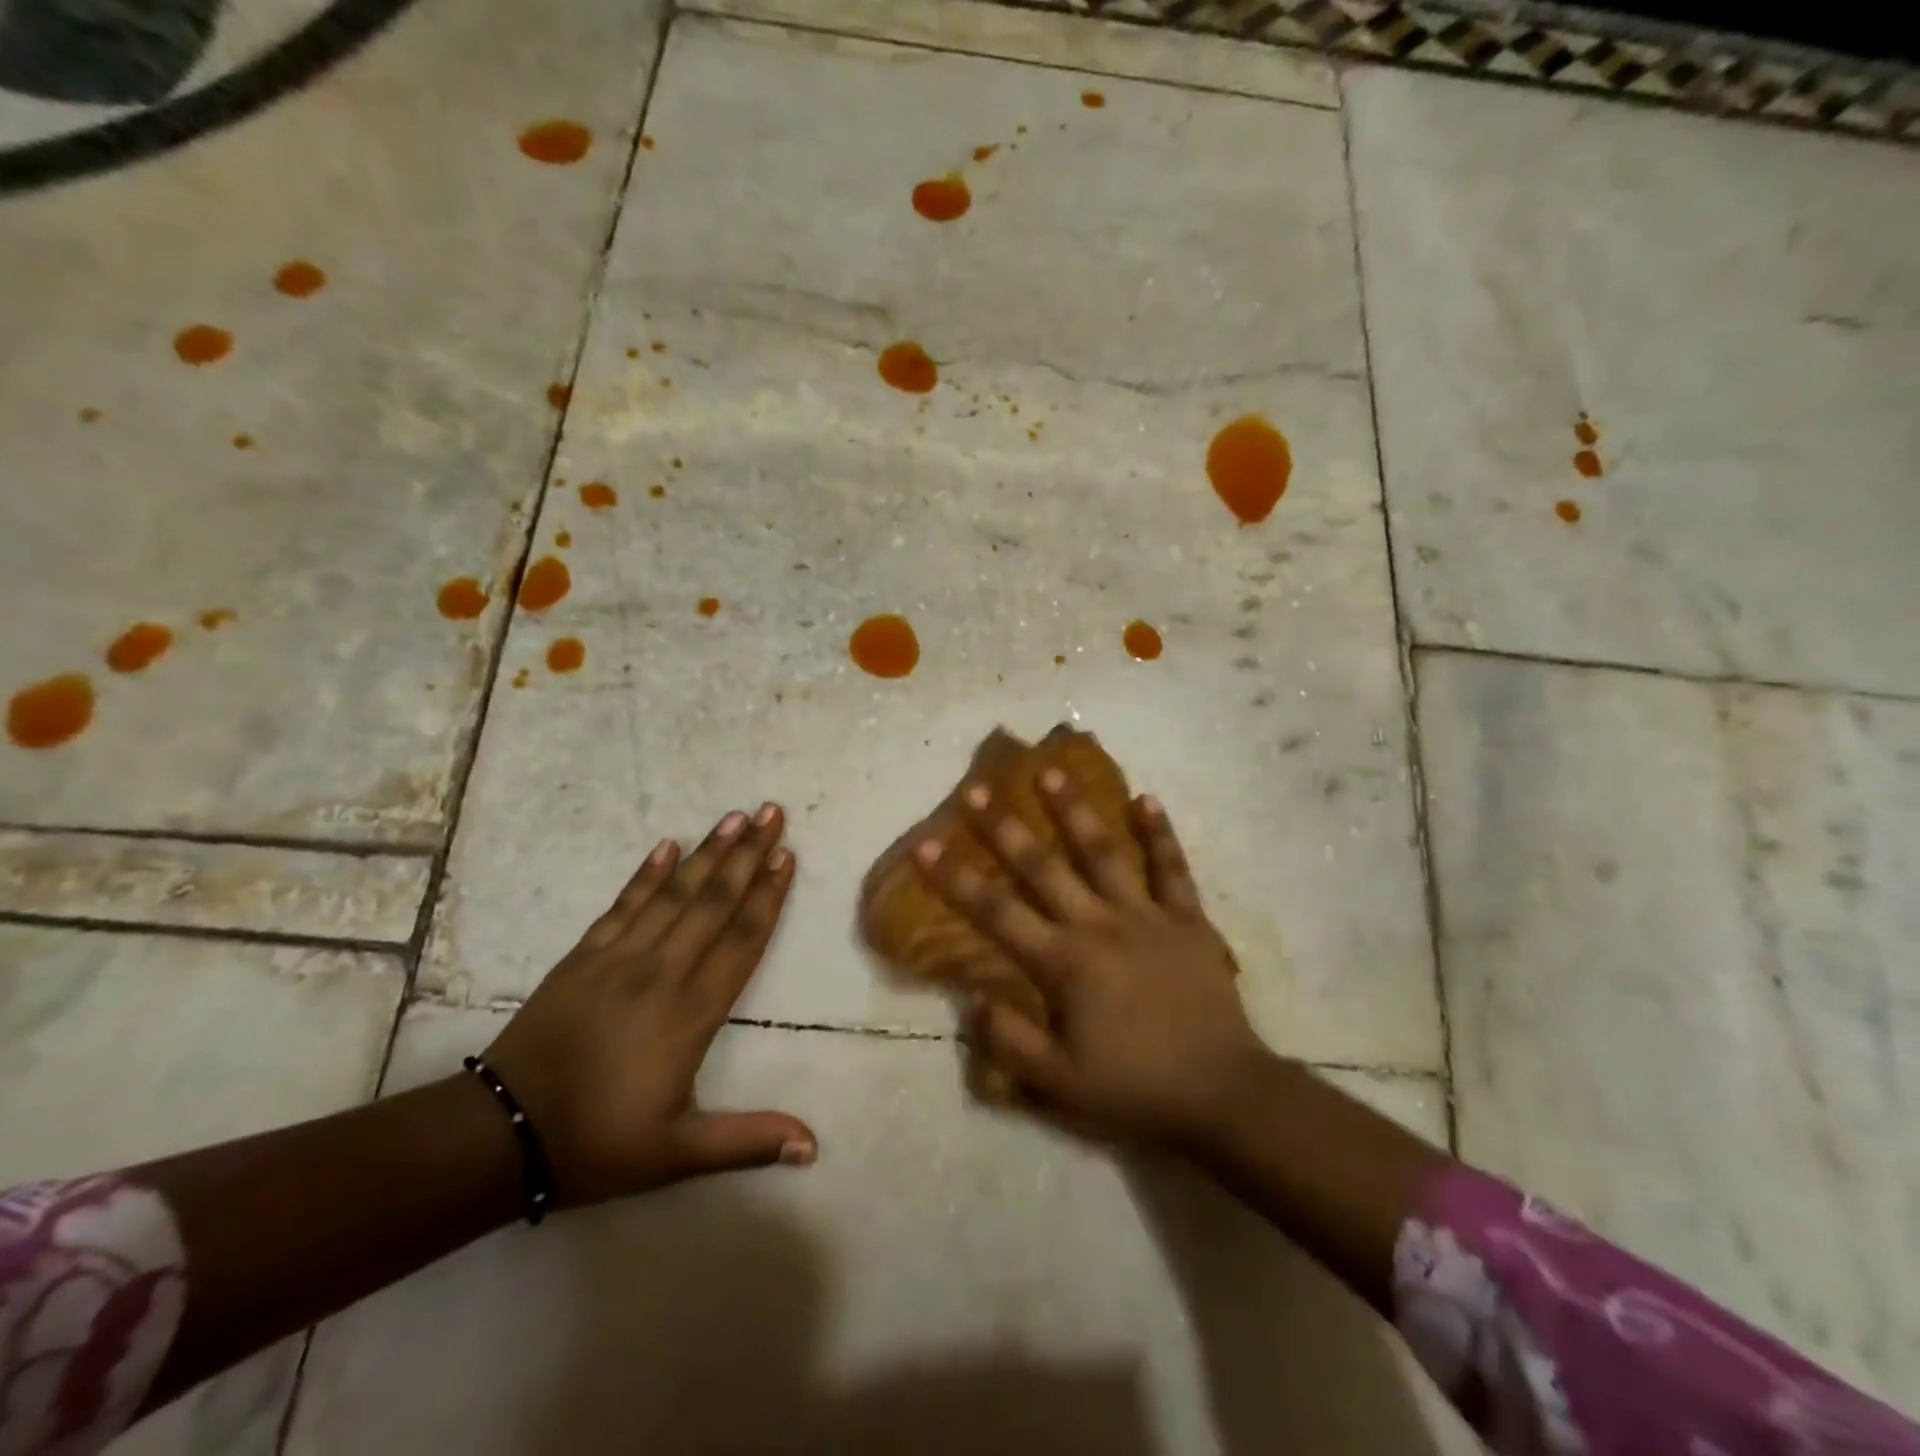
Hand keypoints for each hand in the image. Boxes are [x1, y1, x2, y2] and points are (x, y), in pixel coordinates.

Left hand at [480, 804, 816, 1206]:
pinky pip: (623, 905)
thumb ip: (747, 1141)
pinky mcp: (583, 956)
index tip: (787, 856)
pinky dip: (646, 874)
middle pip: (713, 902)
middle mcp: (662, 972)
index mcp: (691, 1012)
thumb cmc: (596, 1143)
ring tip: (734, 817)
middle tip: (771, 812)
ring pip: (674, 894)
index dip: (768, 895)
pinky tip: (666, 847)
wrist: (498, 1134)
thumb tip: (813, 1147)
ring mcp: (619, 958)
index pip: (741, 940)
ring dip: (707, 852)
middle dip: (747, 854)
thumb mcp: (676, 1153)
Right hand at [914, 771, 1267, 1151]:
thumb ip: (1010, 1041)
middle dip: (1004, 827)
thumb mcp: (1061, 1086)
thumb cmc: (1136, 1089)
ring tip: (1052, 771)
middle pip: (1043, 866)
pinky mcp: (1187, 919)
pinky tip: (1146, 799)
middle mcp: (1098, 925)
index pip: (996, 912)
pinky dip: (1160, 833)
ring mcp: (1146, 915)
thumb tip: (972, 997)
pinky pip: (1172, 868)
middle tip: (976, 788)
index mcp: (1064, 963)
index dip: (956, 877)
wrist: (1223, 1093)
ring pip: (1104, 851)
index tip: (926, 843)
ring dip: (1075, 809)